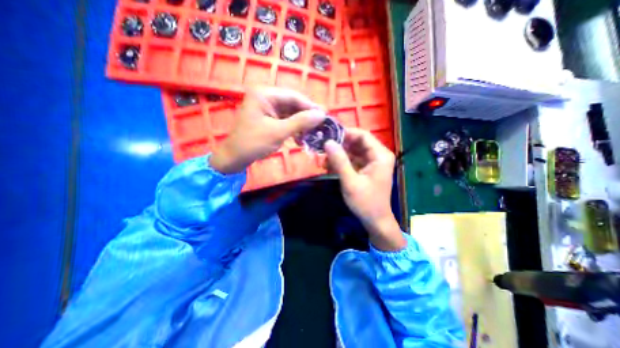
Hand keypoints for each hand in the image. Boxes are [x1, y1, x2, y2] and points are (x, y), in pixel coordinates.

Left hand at [211, 86, 325, 174]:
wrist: (235, 158)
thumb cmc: (253, 143)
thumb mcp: (278, 132)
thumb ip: (301, 122)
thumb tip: (322, 114)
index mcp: (265, 94)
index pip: (293, 97)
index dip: (310, 106)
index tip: (325, 116)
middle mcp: (266, 98)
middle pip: (293, 105)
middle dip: (306, 118)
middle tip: (319, 128)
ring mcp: (267, 109)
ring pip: (291, 114)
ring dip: (301, 126)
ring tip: (309, 137)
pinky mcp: (268, 119)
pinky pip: (286, 121)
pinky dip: (294, 130)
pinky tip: (299, 139)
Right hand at [324, 128, 407, 249]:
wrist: (375, 221)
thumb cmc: (365, 202)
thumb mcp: (350, 181)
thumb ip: (339, 161)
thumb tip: (328, 142)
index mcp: (380, 155)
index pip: (363, 135)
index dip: (346, 133)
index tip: (328, 136)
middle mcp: (378, 155)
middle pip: (357, 142)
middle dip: (339, 145)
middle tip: (323, 148)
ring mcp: (372, 162)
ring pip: (353, 151)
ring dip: (338, 155)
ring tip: (323, 161)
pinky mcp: (366, 169)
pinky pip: (352, 160)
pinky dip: (341, 162)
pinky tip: (329, 167)